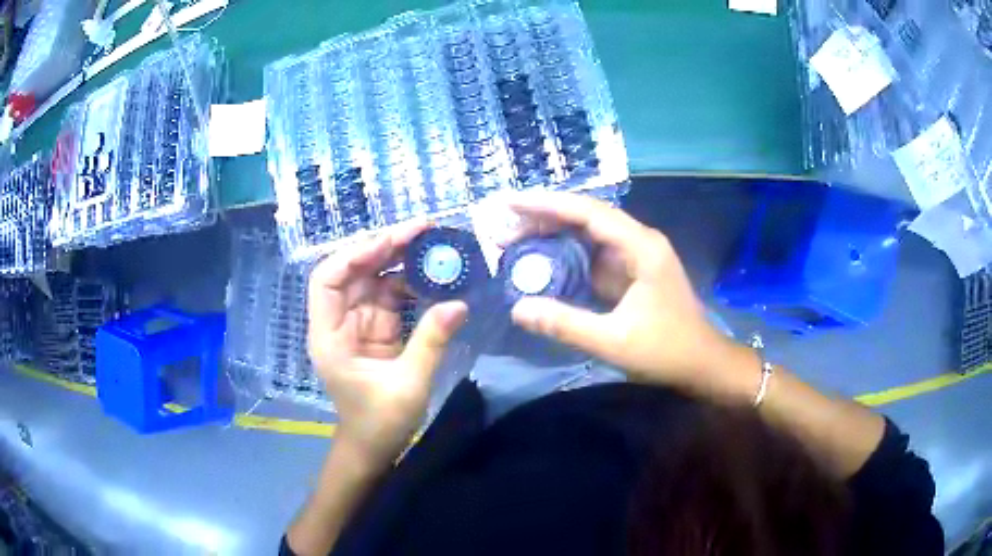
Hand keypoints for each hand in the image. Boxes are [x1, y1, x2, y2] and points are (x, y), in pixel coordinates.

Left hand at [308, 223, 467, 464]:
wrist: (373, 448)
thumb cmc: (379, 423)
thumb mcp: (407, 385)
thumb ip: (430, 343)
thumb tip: (458, 304)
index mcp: (329, 335)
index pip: (328, 279)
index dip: (354, 255)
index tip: (390, 242)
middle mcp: (339, 322)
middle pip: (353, 272)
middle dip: (383, 247)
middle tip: (421, 229)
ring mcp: (358, 325)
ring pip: (373, 280)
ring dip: (399, 260)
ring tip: (431, 243)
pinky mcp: (376, 331)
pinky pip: (390, 297)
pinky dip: (409, 283)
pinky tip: (431, 273)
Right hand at [507, 192, 758, 401]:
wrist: (702, 364)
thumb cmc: (666, 351)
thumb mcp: (613, 341)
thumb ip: (565, 324)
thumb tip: (518, 309)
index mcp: (641, 247)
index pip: (588, 212)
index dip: (547, 204)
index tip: (511, 203)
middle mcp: (639, 241)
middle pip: (587, 217)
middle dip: (545, 218)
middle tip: (504, 226)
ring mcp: (637, 255)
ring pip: (589, 233)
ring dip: (554, 234)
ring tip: (515, 239)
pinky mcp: (633, 271)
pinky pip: (595, 254)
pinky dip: (568, 255)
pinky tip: (545, 262)